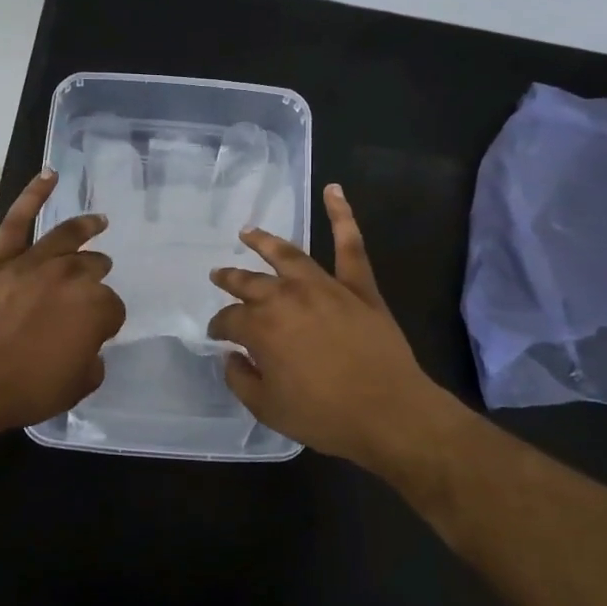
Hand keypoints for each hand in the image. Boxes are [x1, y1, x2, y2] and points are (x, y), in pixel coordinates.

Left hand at [0, 170, 125, 435]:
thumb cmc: (25, 388)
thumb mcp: (77, 387)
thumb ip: (91, 361)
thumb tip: (87, 346)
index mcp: (95, 308)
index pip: (113, 308)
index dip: (105, 321)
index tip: (95, 333)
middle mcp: (71, 276)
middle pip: (93, 268)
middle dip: (96, 277)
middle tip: (92, 286)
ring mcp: (33, 262)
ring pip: (67, 237)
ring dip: (86, 228)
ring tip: (98, 222)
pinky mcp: (0, 257)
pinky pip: (18, 219)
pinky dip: (34, 194)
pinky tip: (49, 175)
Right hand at [208, 184, 447, 468]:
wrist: (388, 413)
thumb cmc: (324, 415)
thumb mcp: (267, 408)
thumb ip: (240, 379)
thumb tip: (231, 357)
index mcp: (261, 328)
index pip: (229, 320)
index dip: (220, 328)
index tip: (218, 337)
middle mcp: (286, 297)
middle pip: (250, 283)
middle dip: (231, 280)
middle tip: (219, 275)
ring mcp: (324, 286)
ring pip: (288, 255)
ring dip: (265, 242)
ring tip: (248, 232)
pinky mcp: (358, 286)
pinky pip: (350, 245)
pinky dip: (342, 215)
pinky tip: (334, 190)